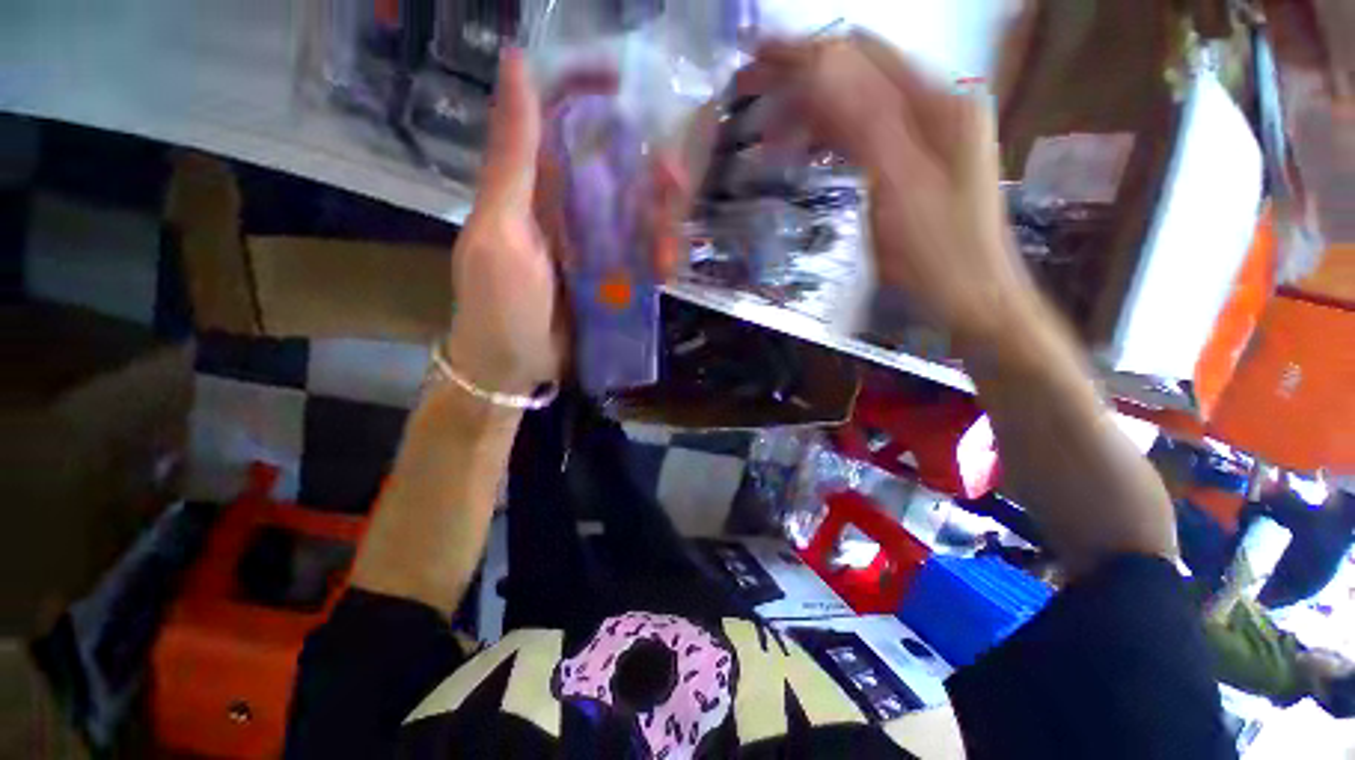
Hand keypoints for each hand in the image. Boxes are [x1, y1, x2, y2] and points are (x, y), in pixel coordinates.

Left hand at [447, 50, 688, 394]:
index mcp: (533, 189)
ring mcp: (593, 245)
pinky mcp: (611, 277)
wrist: (515, 369)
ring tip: (668, 251)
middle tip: (674, 182)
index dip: (587, 93)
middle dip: (646, 170)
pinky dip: (659, 257)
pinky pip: (643, 255)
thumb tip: (515, 64)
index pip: (559, 120)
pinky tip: (665, 271)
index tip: (624, 84)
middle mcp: (566, 208)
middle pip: (613, 169)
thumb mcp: (501, 232)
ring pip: (636, 213)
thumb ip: (513, 160)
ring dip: (661, 221)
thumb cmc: (498, 305)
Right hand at [741, 33, 1035, 347]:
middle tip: (752, 92)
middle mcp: (933, 105)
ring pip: (855, 105)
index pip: (860, 56)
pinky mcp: (912, 162)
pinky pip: (862, 136)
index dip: (806, 53)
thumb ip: (864, 120)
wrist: (970, 297)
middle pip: (857, 73)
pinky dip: (828, 137)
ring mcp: (924, 135)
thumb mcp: (898, 186)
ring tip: (769, 135)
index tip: (756, 61)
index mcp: (936, 102)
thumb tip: (819, 62)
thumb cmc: (937, 252)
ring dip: (810, 112)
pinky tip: (804, 151)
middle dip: (801, 78)